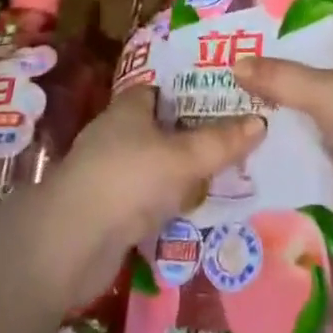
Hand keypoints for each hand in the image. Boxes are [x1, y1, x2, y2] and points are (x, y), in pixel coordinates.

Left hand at [37, 89, 264, 307]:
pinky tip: (196, 211)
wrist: (71, 243)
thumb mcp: (184, 157)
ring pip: (157, 166)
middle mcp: (117, 133)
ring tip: (227, 176)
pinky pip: (149, 198)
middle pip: (163, 128)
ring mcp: (110, 172)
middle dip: (194, 136)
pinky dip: (169, 203)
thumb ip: (221, 142)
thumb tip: (261, 121)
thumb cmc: (129, 180)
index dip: (194, 92)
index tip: (228, 100)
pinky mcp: (109, 209)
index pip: (164, 90)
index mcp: (129, 107)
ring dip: (183, 174)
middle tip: (237, 140)